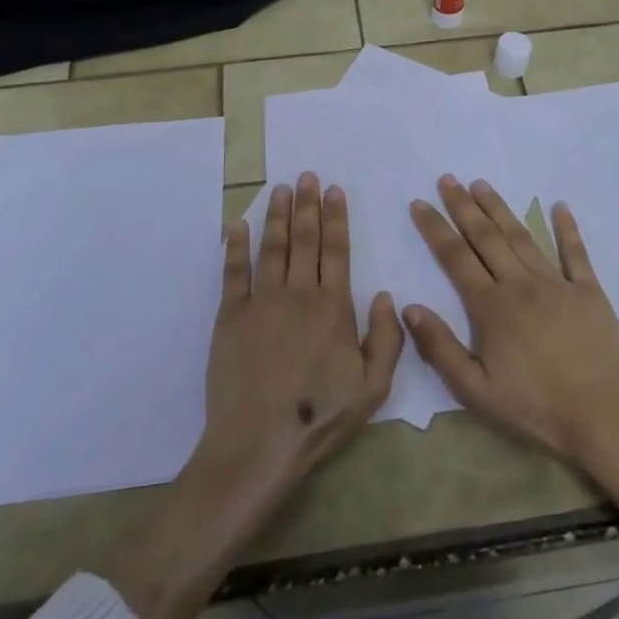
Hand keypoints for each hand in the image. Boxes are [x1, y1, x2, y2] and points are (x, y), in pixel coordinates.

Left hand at [198, 172, 404, 490]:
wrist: (259, 442)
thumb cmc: (319, 416)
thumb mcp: (374, 387)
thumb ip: (387, 338)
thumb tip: (387, 295)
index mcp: (334, 307)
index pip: (337, 250)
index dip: (336, 218)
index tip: (334, 190)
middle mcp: (299, 293)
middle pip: (304, 239)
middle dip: (307, 204)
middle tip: (307, 175)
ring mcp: (261, 301)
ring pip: (272, 246)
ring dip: (277, 215)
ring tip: (280, 188)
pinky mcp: (230, 315)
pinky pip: (234, 271)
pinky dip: (236, 245)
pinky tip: (239, 225)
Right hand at [405, 175, 618, 471]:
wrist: (605, 419)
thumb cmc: (536, 409)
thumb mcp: (476, 391)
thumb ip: (440, 348)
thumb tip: (409, 306)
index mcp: (492, 307)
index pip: (455, 258)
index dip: (435, 228)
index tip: (420, 203)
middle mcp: (521, 284)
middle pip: (486, 237)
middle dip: (464, 206)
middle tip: (448, 179)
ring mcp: (558, 284)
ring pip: (522, 236)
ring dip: (500, 209)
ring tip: (482, 184)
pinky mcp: (589, 292)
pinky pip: (575, 252)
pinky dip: (567, 228)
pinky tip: (559, 206)